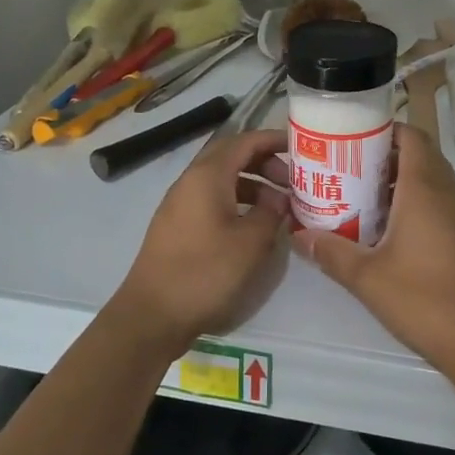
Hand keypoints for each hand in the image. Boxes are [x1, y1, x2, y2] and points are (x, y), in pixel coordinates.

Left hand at [111, 130, 292, 348]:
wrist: (153, 315)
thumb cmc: (205, 272)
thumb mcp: (251, 242)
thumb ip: (271, 213)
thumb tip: (279, 200)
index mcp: (207, 176)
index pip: (244, 141)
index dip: (273, 140)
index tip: (301, 146)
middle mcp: (190, 182)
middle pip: (231, 157)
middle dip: (264, 162)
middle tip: (293, 180)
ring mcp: (180, 204)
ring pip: (222, 180)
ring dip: (252, 184)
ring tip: (279, 206)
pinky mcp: (178, 226)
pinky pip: (212, 200)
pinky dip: (237, 202)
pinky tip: (253, 225)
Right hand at [291, 124, 454, 379]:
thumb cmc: (426, 300)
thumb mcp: (367, 278)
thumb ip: (331, 252)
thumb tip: (298, 234)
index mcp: (425, 189)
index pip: (411, 137)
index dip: (384, 129)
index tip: (351, 138)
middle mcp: (449, 194)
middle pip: (420, 156)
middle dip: (385, 157)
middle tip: (348, 168)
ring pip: (431, 182)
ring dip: (400, 182)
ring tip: (361, 198)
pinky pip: (440, 205)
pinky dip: (415, 204)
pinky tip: (390, 233)